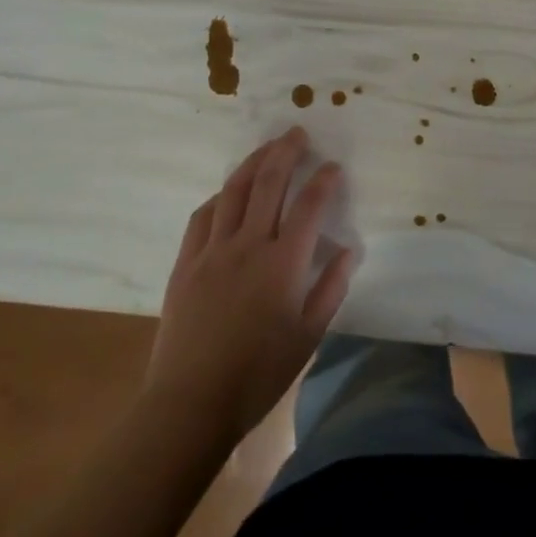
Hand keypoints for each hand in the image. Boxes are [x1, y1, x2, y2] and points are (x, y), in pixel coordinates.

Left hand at [145, 127, 353, 446]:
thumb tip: (349, 250)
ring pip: (233, 190)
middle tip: (297, 133)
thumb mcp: (308, 335)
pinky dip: (220, 196)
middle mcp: (248, 245)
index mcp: (283, 263)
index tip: (333, 167)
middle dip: (286, 152)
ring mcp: (213, 251)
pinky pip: (203, 216)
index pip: (309, 205)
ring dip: (253, 162)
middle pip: (268, 182)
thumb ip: (331, 288)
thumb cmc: (258, 373)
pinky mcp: (186, 263)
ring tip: (267, 148)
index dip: (324, 180)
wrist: (191, 404)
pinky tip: (228, 192)